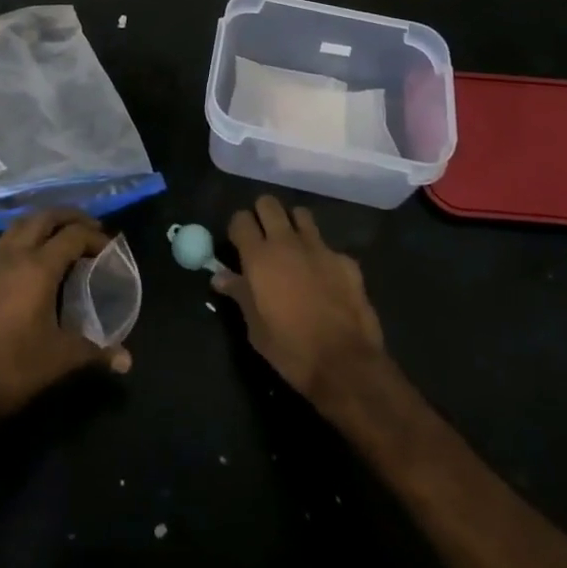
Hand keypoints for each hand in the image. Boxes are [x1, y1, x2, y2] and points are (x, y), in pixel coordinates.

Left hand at [0, 208, 131, 421]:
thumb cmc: (13, 369)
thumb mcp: (59, 360)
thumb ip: (95, 352)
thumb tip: (126, 360)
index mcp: (38, 267)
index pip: (73, 235)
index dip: (95, 236)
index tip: (109, 247)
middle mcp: (14, 255)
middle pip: (44, 217)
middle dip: (69, 217)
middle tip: (89, 227)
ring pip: (19, 225)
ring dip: (42, 223)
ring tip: (60, 236)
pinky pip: (3, 244)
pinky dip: (21, 240)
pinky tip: (27, 262)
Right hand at [214, 195, 385, 405]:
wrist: (346, 364)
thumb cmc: (291, 350)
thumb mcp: (256, 329)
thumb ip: (239, 294)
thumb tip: (220, 276)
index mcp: (259, 257)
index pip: (240, 219)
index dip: (238, 228)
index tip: (239, 244)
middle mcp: (287, 242)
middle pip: (268, 203)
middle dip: (263, 214)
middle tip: (264, 239)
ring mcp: (319, 247)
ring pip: (300, 214)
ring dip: (293, 226)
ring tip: (293, 249)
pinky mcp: (345, 259)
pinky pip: (327, 246)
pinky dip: (321, 256)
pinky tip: (325, 279)